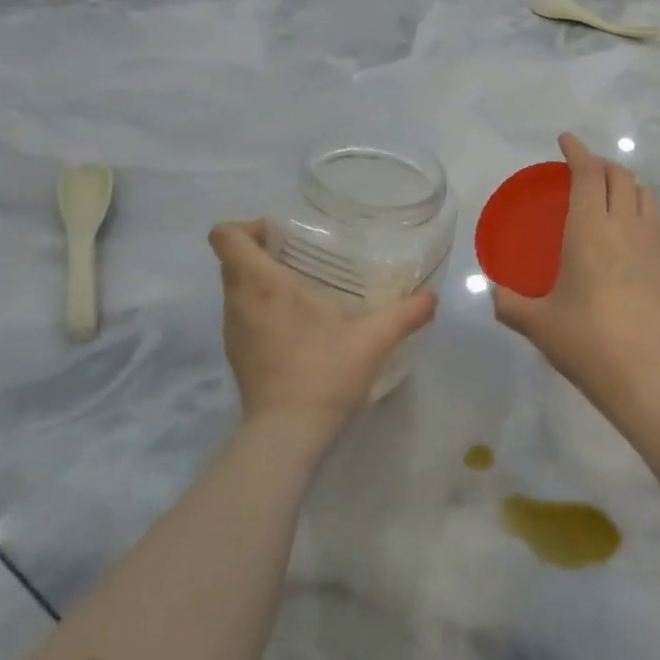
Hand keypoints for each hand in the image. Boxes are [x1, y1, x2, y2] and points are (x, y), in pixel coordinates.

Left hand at [208, 221, 437, 454]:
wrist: (288, 433)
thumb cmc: (324, 373)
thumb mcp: (375, 338)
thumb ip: (407, 313)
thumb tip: (432, 296)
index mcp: (263, 285)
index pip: (227, 236)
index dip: (248, 226)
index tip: (284, 236)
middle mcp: (239, 303)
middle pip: (232, 260)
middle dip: (263, 252)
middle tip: (306, 259)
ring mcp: (233, 333)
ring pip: (236, 290)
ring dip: (263, 282)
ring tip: (307, 291)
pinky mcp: (237, 357)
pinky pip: (243, 317)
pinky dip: (264, 310)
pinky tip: (302, 328)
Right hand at [492, 133, 659, 415]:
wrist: (641, 373)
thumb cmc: (584, 341)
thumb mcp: (536, 323)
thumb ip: (508, 303)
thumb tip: (494, 291)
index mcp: (590, 230)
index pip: (589, 174)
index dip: (578, 151)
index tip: (565, 140)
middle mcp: (623, 227)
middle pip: (620, 176)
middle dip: (600, 164)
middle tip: (580, 170)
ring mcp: (648, 244)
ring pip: (643, 193)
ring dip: (624, 182)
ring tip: (606, 194)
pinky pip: (653, 218)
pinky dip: (638, 206)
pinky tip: (624, 228)